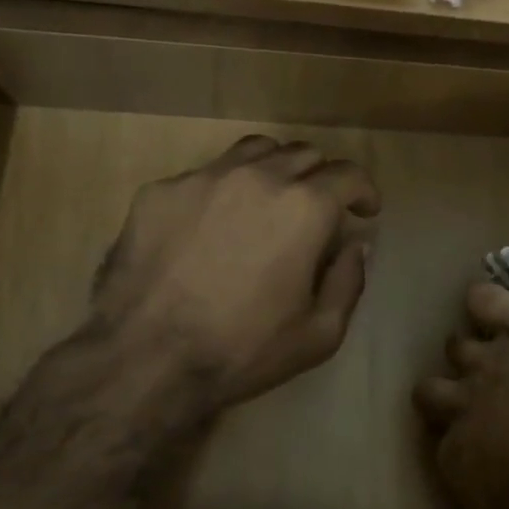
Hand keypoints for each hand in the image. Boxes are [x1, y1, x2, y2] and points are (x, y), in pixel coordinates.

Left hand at [87, 135, 379, 413]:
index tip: (365, 211)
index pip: (349, 174)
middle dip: (322, 178)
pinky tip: (213, 224)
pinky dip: (225, 189)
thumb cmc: (242, 349)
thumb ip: (349, 281)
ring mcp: (204, 177)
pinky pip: (205, 174)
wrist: (144, 358)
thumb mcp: (319, 333)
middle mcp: (258, 176)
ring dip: (276, 169)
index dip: (364, 191)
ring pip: (255, 150)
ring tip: (270, 199)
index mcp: (304, 207)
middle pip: (304, 154)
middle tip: (318, 210)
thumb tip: (356, 246)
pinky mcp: (161, 190)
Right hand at [415, 283, 508, 508]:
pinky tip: (487, 302)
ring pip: (458, 345)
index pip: (445, 449)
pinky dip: (484, 300)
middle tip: (469, 398)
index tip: (481, 453)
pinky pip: (486, 300)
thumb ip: (495, 508)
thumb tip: (491, 496)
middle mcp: (464, 404)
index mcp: (459, 458)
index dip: (460, 448)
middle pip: (431, 390)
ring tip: (489, 353)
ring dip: (469, 349)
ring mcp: (492, 359)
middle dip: (443, 393)